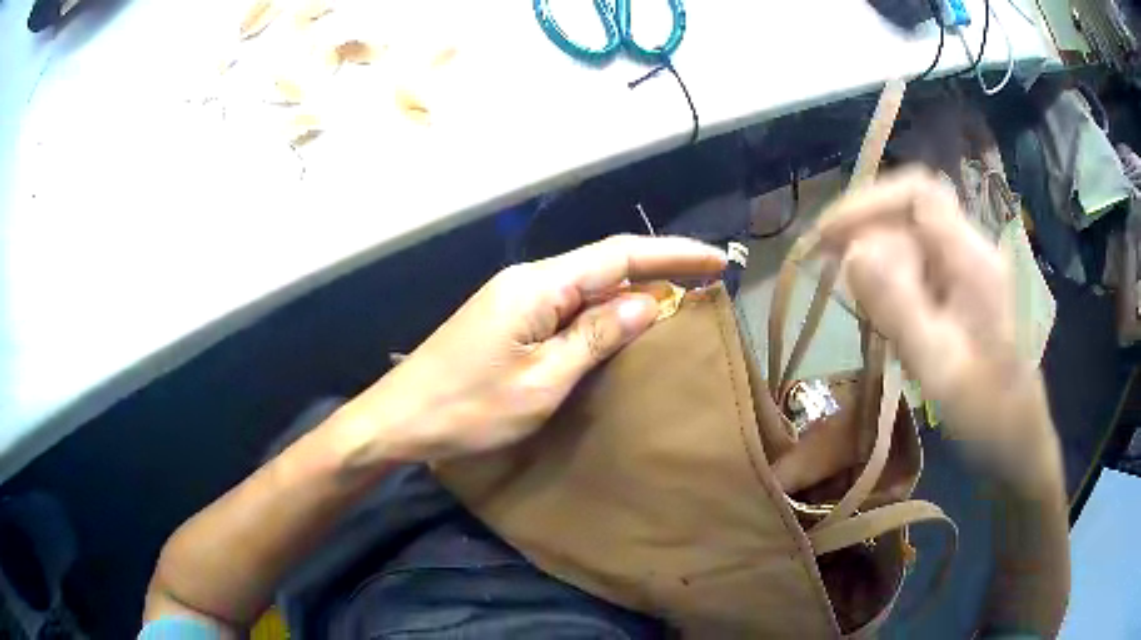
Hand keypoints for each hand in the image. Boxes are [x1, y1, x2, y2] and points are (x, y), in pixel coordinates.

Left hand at [332, 235, 725, 464]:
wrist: (399, 419)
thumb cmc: (469, 408)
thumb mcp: (542, 381)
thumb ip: (596, 337)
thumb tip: (648, 304)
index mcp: (538, 286)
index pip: (619, 256)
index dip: (672, 255)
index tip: (716, 260)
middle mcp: (528, 279)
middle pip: (604, 264)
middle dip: (657, 270)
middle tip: (703, 285)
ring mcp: (513, 297)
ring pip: (585, 284)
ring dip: (630, 292)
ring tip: (675, 304)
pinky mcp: (506, 318)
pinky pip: (566, 304)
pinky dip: (601, 311)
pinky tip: (620, 324)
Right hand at [816, 169, 1059, 489]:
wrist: (1016, 443)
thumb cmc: (988, 412)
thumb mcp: (941, 367)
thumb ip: (899, 308)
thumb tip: (851, 253)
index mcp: (974, 259)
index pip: (919, 194)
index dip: (870, 202)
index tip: (828, 235)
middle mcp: (970, 252)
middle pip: (910, 216)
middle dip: (866, 236)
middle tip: (831, 276)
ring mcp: (966, 272)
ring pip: (910, 244)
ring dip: (877, 266)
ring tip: (863, 311)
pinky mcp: (960, 293)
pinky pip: (917, 271)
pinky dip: (891, 287)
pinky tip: (886, 322)